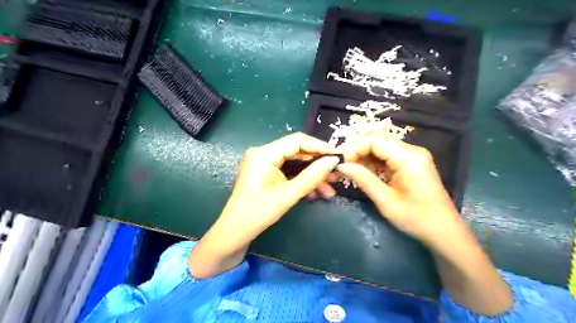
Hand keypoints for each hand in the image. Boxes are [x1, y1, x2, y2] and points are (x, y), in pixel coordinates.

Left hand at [220, 133, 340, 232]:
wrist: (235, 233)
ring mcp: (265, 163)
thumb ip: (311, 177)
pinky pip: (289, 172)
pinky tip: (316, 192)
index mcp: (264, 154)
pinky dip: (302, 181)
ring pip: (295, 163)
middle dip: (317, 164)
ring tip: (329, 189)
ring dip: (312, 175)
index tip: (338, 155)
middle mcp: (263, 153)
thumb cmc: (257, 214)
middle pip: (297, 152)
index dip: (319, 146)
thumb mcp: (287, 195)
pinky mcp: (267, 173)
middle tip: (336, 175)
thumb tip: (333, 160)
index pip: (297, 141)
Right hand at [338, 134, 462, 243]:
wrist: (443, 231)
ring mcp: (413, 155)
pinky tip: (366, 174)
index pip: (375, 140)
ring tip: (353, 172)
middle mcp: (412, 151)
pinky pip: (387, 155)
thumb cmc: (416, 219)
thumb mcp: (386, 201)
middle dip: (358, 151)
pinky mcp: (411, 162)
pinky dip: (373, 162)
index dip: (354, 148)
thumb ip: (363, 180)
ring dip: (364, 157)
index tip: (342, 164)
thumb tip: (341, 166)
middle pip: (378, 139)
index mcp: (409, 158)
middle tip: (345, 168)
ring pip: (381, 146)